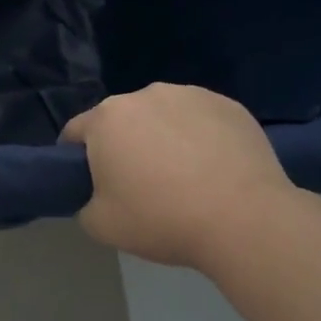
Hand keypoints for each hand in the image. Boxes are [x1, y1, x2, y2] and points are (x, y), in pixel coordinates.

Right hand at [60, 83, 295, 268]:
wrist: (244, 219)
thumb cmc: (162, 219)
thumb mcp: (101, 226)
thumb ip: (84, 204)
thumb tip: (97, 195)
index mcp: (106, 119)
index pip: (75, 132)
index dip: (77, 158)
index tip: (91, 184)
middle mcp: (144, 95)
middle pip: (122, 120)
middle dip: (124, 145)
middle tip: (141, 185)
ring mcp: (189, 95)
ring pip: (163, 116)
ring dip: (163, 137)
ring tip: (184, 177)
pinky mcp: (228, 104)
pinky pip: (201, 119)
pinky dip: (200, 137)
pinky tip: (215, 169)